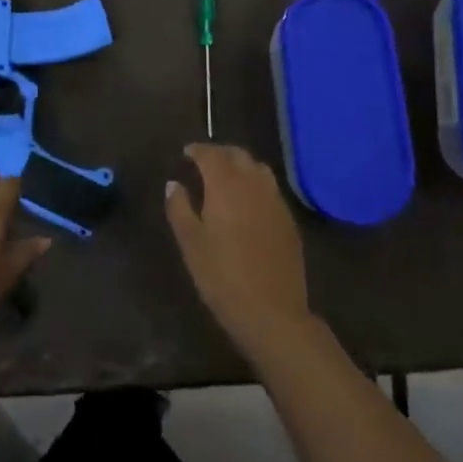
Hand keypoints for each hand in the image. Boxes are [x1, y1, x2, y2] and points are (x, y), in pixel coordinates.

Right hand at [165, 144, 313, 358]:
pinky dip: (255, 183)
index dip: (197, 150)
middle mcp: (254, 184)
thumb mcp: (191, 244)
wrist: (272, 311)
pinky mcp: (288, 219)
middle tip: (204, 161)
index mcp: (226, 185)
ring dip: (240, 164)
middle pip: (238, 155)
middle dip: (220, 153)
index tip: (186, 152)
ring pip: (258, 168)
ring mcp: (276, 200)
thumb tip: (173, 184)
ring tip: (226, 176)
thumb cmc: (222, 277)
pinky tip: (247, 200)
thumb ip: (179, 208)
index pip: (211, 154)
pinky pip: (270, 188)